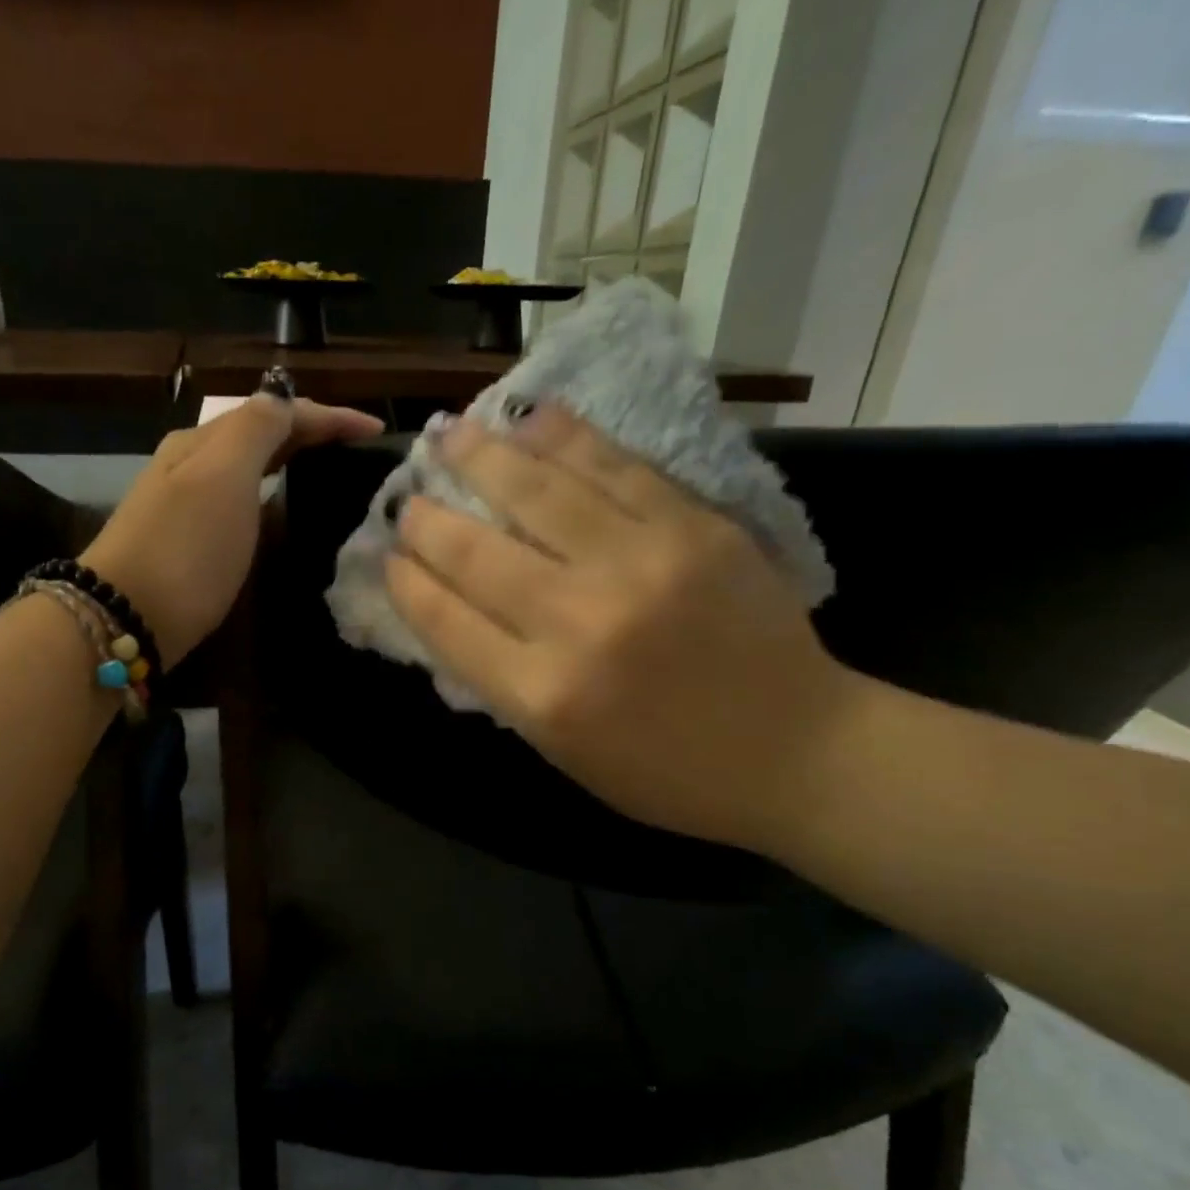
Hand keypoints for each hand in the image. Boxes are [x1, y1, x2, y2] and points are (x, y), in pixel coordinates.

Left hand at [84, 394, 383, 666]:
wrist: (126, 617)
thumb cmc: (184, 547)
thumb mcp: (223, 477)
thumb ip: (256, 430)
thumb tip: (283, 399)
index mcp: (203, 441)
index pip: (276, 412)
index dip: (329, 416)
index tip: (377, 432)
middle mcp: (192, 464)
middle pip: (260, 434)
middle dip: (311, 433)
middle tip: (358, 451)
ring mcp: (186, 503)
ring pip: (249, 467)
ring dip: (290, 461)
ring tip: (331, 473)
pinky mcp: (188, 542)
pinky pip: (240, 500)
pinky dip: (270, 494)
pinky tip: (283, 510)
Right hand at [385, 407, 862, 853]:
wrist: (799, 750)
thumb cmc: (668, 772)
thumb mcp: (564, 753)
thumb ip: (504, 682)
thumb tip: (453, 611)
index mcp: (543, 693)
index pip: (447, 620)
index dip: (408, 582)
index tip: (389, 558)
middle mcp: (580, 620)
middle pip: (479, 552)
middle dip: (429, 520)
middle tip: (407, 499)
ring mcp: (641, 564)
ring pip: (539, 492)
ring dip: (482, 457)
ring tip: (449, 433)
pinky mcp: (693, 527)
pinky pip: (615, 467)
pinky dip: (565, 438)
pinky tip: (531, 417)